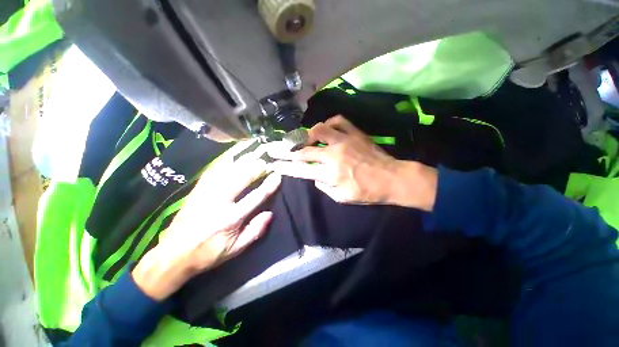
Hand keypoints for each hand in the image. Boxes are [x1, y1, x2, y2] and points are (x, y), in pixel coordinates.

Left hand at [133, 150, 281, 300]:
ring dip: (242, 161)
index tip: (277, 175)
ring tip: (253, 154)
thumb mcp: (235, 249)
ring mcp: (206, 194)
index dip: (268, 185)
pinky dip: (225, 162)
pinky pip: (213, 171)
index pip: (256, 197)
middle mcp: (219, 202)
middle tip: (266, 161)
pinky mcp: (197, 190)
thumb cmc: (209, 253)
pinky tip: (233, 156)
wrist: (173, 254)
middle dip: (256, 167)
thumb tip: (269, 213)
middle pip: (241, 178)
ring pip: (227, 171)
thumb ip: (255, 231)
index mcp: (231, 218)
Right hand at [269, 115, 437, 208]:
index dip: (285, 167)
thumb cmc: (367, 192)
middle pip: (304, 150)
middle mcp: (334, 154)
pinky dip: (328, 123)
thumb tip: (314, 176)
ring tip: (304, 140)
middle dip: (285, 151)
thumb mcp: (342, 197)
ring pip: (318, 130)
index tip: (273, 164)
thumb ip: (324, 187)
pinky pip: (337, 121)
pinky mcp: (355, 132)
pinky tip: (326, 129)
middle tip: (274, 148)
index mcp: (331, 173)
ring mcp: (345, 140)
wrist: (392, 178)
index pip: (301, 169)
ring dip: (307, 135)